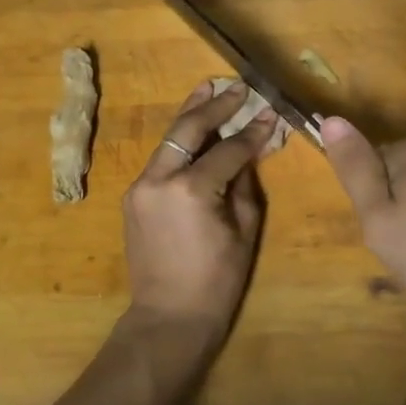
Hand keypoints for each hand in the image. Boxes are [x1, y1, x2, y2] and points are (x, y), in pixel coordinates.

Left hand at [121, 82, 277, 354]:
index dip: (253, 130)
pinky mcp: (134, 196)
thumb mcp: (244, 229)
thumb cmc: (217, 280)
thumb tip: (252, 148)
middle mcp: (160, 178)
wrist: (168, 318)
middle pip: (189, 129)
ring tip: (209, 88)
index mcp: (192, 189)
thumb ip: (245, 182)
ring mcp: (141, 186)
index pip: (229, 148)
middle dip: (215, 105)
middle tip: (237, 86)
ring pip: (169, 139)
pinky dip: (180, 142)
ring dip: (191, 114)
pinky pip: (161, 159)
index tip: (271, 112)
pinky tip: (195, 130)